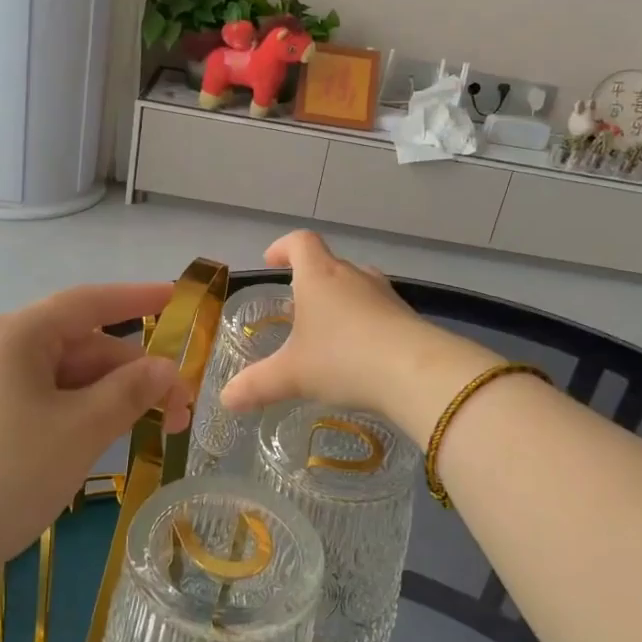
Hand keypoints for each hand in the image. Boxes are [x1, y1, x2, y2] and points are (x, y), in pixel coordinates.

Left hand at [0, 283, 191, 574]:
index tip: (178, 296)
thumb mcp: (81, 431)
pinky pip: (44, 401)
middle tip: (180, 410)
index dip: (138, 298)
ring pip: (65, 377)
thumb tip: (165, 368)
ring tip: (152, 429)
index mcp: (17, 336)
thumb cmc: (6, 476)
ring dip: (111, 397)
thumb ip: (130, 391)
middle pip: (82, 345)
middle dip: (134, 372)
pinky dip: (81, 413)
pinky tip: (104, 438)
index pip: (89, 303)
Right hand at [218, 232, 497, 430]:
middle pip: (329, 263)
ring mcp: (384, 294)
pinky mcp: (406, 316)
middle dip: (310, 281)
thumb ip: (257, 385)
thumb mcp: (292, 375)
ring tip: (327, 332)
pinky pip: (378, 310)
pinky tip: (360, 353)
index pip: (300, 242)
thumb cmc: (343, 359)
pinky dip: (364, 323)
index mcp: (319, 276)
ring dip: (340, 301)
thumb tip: (226, 399)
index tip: (272, 261)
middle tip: (297, 308)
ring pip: (356, 286)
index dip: (284, 247)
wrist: (414, 372)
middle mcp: (353, 276)